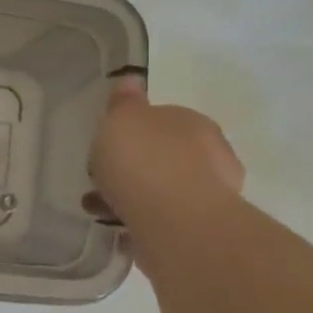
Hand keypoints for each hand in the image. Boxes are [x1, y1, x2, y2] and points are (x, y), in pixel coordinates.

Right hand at [87, 77, 244, 235]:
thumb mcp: (122, 119)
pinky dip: (143, 222)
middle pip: (165, 156)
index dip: (134, 132)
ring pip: (164, 190)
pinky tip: (119, 230)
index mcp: (193, 123)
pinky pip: (164, 221)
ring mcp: (212, 196)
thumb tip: (131, 82)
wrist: (176, 221)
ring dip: (135, 196)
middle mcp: (211, 155)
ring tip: (101, 209)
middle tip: (104, 179)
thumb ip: (124, 102)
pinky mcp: (202, 231)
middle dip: (136, 167)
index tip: (110, 145)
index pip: (163, 120)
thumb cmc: (144, 160)